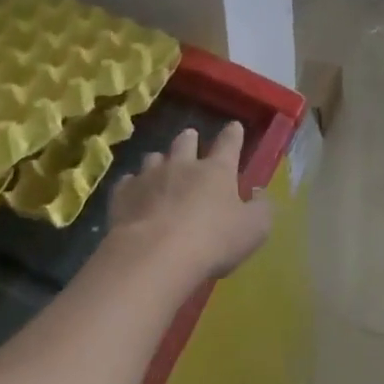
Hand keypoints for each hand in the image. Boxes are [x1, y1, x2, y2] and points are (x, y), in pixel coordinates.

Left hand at [105, 122, 270, 281]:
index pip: (229, 143)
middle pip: (185, 141)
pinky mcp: (123, 195)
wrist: (155, 256)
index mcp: (217, 170)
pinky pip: (128, 182)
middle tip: (191, 141)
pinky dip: (132, 185)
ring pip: (154, 158)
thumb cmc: (212, 241)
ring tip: (161, 169)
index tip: (234, 127)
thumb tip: (259, 194)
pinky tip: (134, 195)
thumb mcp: (253, 229)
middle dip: (190, 139)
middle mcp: (183, 165)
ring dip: (160, 161)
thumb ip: (261, 209)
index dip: (233, 134)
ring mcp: (150, 177)